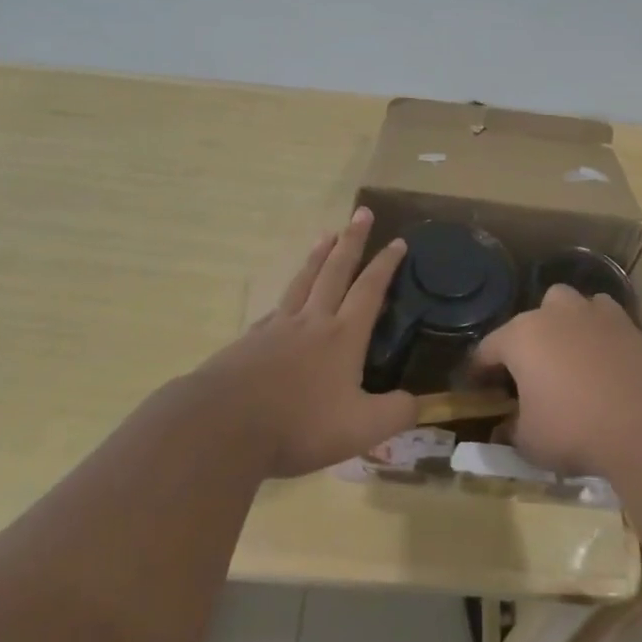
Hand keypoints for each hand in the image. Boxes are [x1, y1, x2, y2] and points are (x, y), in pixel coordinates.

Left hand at [196, 208, 417, 477]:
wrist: (224, 425)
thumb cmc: (299, 425)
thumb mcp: (361, 429)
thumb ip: (396, 413)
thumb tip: (418, 401)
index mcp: (342, 336)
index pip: (369, 290)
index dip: (386, 265)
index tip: (398, 240)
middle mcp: (312, 321)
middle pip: (335, 271)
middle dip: (352, 241)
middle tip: (361, 213)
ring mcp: (276, 328)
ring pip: (302, 281)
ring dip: (317, 256)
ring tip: (325, 235)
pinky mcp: (249, 343)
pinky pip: (275, 309)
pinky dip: (287, 296)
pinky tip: (284, 300)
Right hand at [472, 285, 641, 479]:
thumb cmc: (575, 429)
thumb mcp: (530, 442)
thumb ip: (512, 431)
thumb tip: (506, 429)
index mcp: (521, 336)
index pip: (488, 348)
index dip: (480, 369)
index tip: (478, 388)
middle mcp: (555, 314)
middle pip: (532, 317)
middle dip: (529, 340)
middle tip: (532, 373)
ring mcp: (596, 314)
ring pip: (573, 307)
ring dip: (567, 326)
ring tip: (572, 359)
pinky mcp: (631, 325)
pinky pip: (608, 322)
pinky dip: (603, 336)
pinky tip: (607, 363)